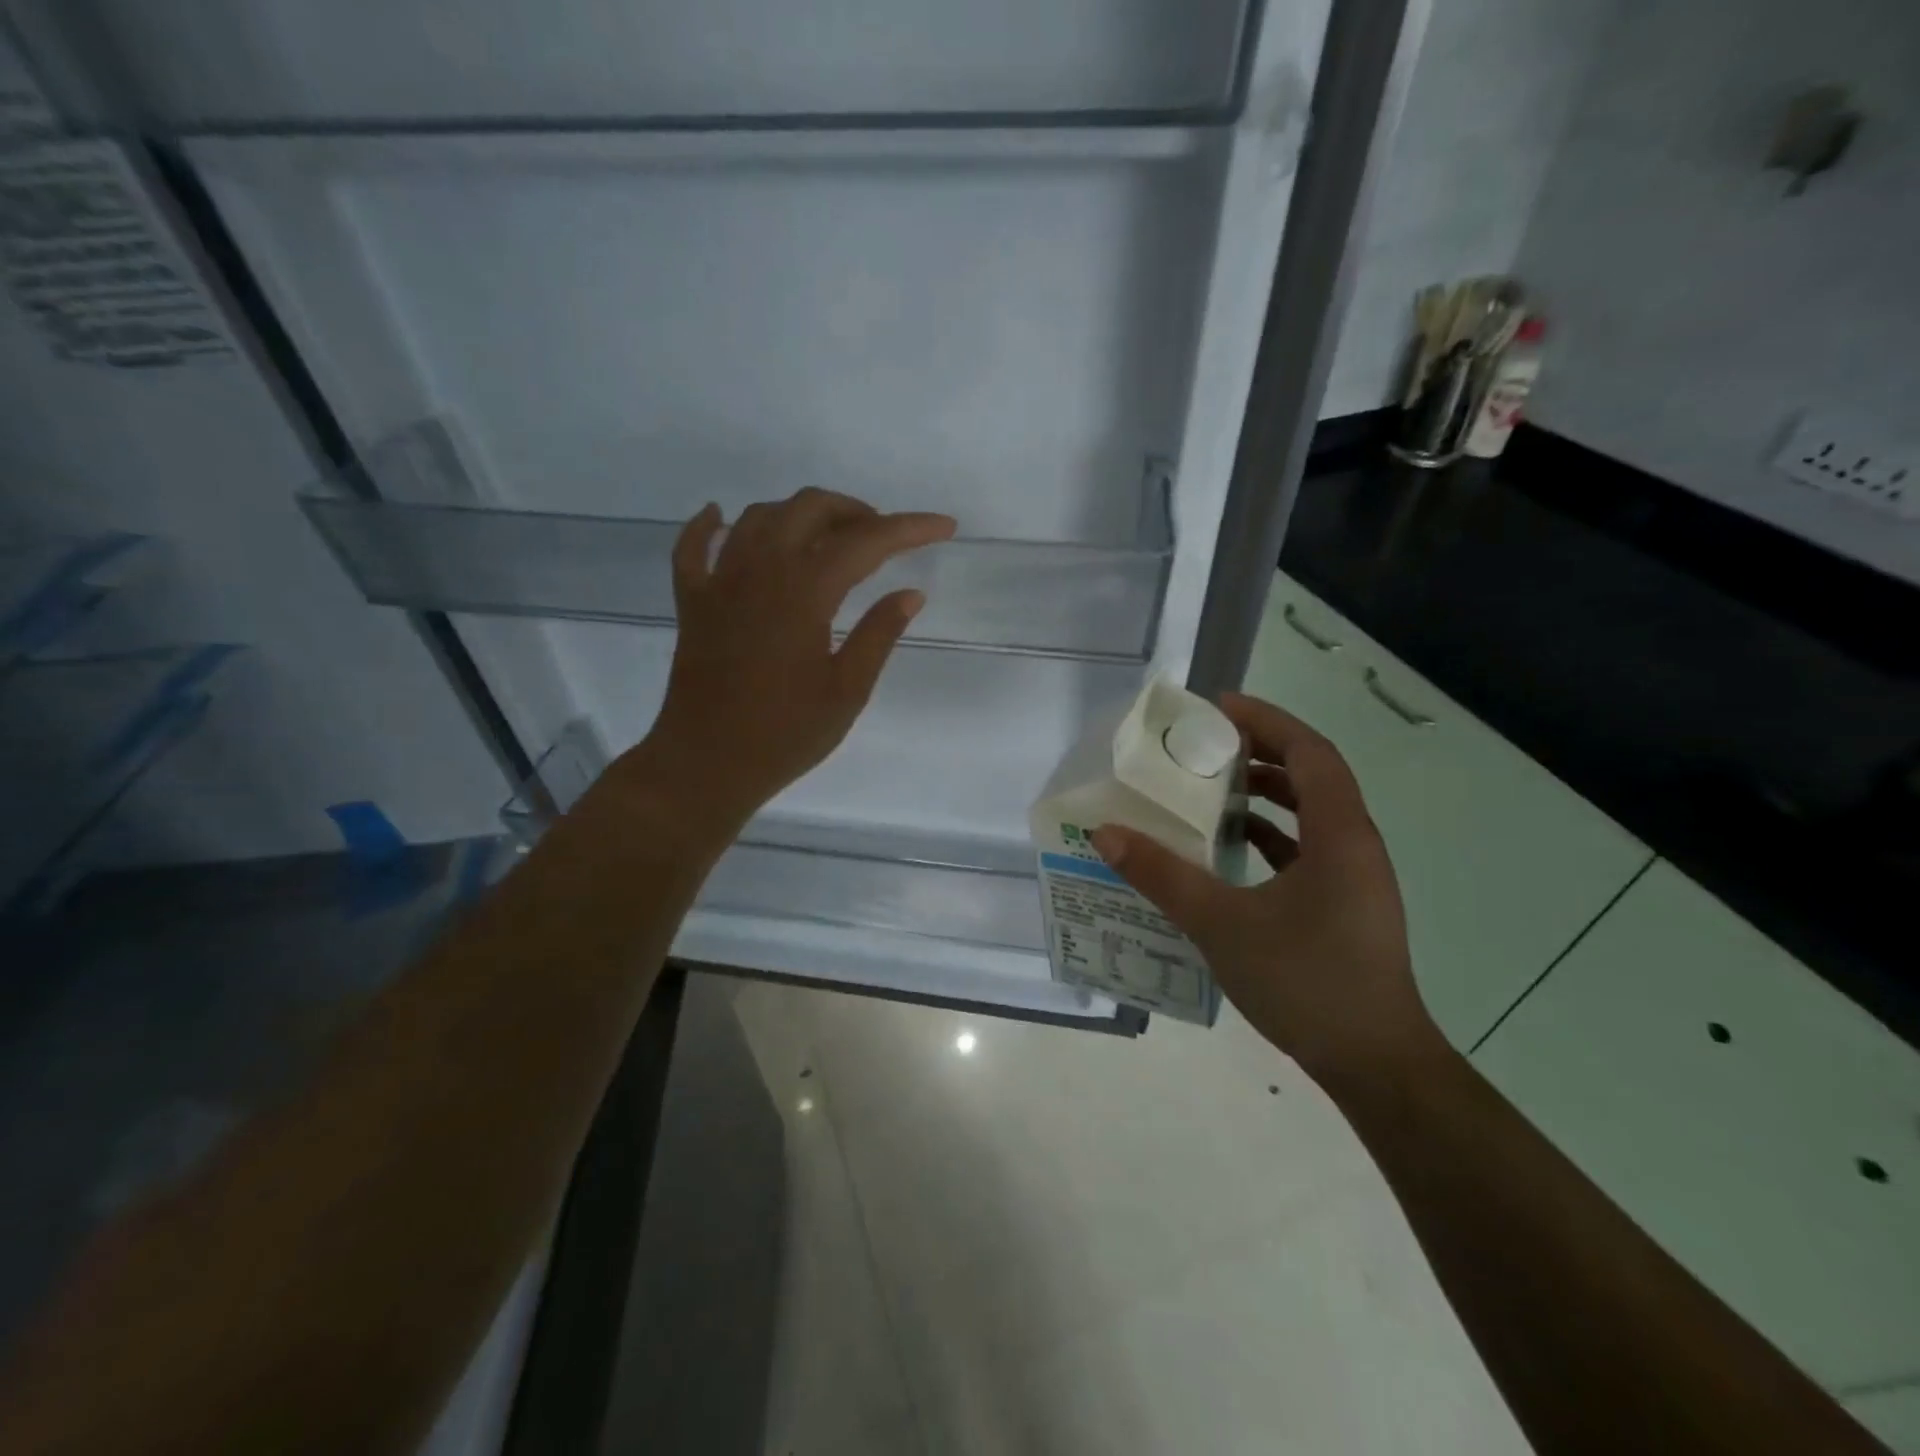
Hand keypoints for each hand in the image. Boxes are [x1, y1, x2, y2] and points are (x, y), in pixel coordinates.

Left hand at [640, 488, 955, 825]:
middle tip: (882, 537)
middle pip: (808, 509)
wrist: (706, 765)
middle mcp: (760, 571)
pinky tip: (720, 516)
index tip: (943, 526)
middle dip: (854, 511)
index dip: (909, 528)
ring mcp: (719, 583)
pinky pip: (693, 548)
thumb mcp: (847, 691)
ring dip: (798, 513)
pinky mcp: (693, 603)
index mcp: (804, 593)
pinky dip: (708, 525)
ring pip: (758, 517)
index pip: (865, 542)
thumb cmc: (785, 734)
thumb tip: (910, 593)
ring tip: (827, 536)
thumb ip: (879, 634)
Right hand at [1090, 693, 1440, 1085]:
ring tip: (1211, 789)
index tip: (1218, 708)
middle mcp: (1355, 844)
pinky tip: (1230, 849)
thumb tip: (1105, 834)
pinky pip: (1307, 848)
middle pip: (1311, 775)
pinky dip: (1270, 834)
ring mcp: (1354, 877)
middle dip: (1260, 751)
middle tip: (1205, 745)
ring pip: (1310, 813)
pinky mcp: (1345, 904)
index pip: (1309, 751)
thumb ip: (1162, 875)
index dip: (1266, 720)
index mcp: (1340, 834)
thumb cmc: (1305, 981)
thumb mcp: (1221, 923)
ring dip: (1265, 793)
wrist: (1374, 1064)